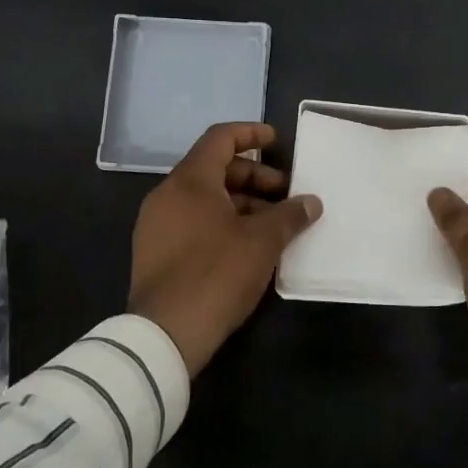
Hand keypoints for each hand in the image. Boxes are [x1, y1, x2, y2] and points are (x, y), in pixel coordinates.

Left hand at [130, 122, 321, 374]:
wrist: (165, 334)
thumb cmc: (217, 274)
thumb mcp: (262, 242)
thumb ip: (289, 215)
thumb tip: (311, 202)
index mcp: (190, 181)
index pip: (220, 138)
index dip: (250, 134)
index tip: (277, 140)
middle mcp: (167, 195)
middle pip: (215, 169)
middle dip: (255, 177)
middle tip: (287, 195)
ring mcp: (156, 225)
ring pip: (205, 199)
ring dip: (242, 203)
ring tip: (274, 224)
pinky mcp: (155, 252)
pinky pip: (193, 222)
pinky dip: (223, 222)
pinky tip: (249, 246)